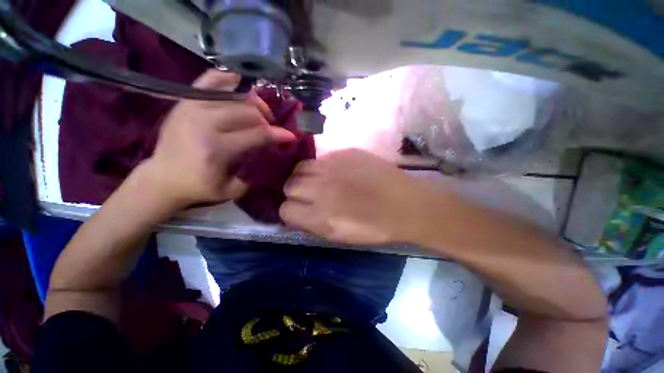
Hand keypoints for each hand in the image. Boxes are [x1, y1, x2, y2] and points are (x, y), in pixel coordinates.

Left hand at [142, 70, 295, 209]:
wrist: (162, 177)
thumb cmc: (199, 187)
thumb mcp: (233, 189)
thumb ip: (254, 170)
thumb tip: (270, 149)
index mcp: (218, 149)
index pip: (258, 134)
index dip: (278, 134)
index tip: (290, 136)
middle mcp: (204, 123)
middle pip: (249, 112)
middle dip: (267, 120)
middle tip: (271, 128)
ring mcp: (192, 107)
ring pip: (235, 97)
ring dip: (254, 104)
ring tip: (259, 113)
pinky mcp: (184, 101)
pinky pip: (210, 80)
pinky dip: (228, 80)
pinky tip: (239, 86)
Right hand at [280, 149, 445, 244]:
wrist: (405, 204)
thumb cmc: (374, 227)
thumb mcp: (339, 236)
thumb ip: (312, 224)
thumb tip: (296, 214)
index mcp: (320, 216)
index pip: (285, 209)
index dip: (290, 212)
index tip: (299, 212)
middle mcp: (321, 188)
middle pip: (289, 185)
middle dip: (295, 192)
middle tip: (309, 195)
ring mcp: (333, 166)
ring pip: (300, 167)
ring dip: (305, 177)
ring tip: (318, 181)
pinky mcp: (345, 152)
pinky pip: (321, 158)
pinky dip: (322, 167)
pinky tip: (336, 172)